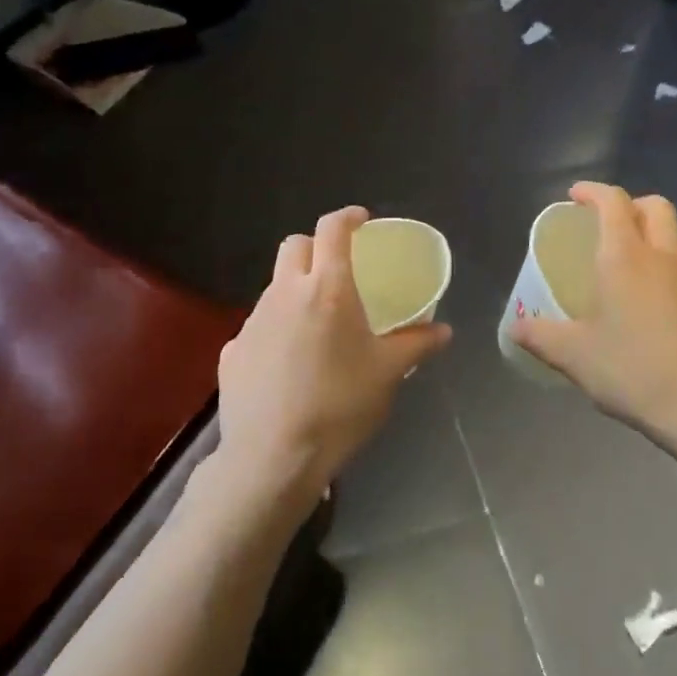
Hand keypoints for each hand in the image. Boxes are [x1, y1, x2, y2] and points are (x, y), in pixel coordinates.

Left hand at [214, 207, 451, 501]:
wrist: (273, 458)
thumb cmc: (340, 406)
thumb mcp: (388, 374)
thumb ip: (417, 344)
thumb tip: (444, 331)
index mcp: (327, 288)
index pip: (332, 229)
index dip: (347, 217)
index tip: (362, 221)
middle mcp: (285, 293)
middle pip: (295, 245)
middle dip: (316, 246)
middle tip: (338, 269)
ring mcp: (253, 321)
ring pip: (274, 286)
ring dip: (295, 290)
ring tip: (317, 325)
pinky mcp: (232, 350)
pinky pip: (258, 326)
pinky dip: (276, 330)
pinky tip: (288, 364)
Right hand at [511, 183, 676, 454]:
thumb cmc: (634, 371)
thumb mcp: (575, 356)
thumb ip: (540, 336)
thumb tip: (513, 328)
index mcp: (625, 257)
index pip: (614, 202)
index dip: (594, 191)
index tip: (574, 195)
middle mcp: (663, 258)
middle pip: (657, 206)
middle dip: (631, 204)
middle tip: (608, 221)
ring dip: (657, 231)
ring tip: (634, 253)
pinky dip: (671, 265)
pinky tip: (655, 299)